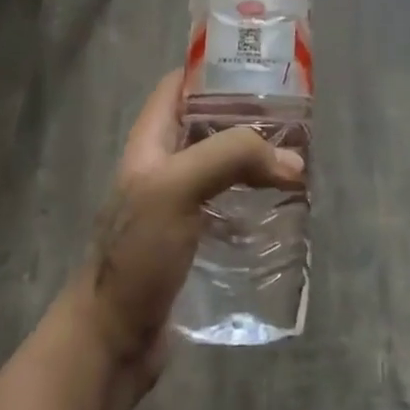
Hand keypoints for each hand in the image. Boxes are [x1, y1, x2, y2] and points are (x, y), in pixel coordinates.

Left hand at [71, 70, 304, 391]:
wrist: (112, 340)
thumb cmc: (137, 252)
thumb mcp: (178, 187)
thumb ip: (232, 157)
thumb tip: (292, 160)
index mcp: (150, 141)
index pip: (179, 86)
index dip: (213, 69)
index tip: (260, 68)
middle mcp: (163, 166)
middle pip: (208, 125)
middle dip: (248, 119)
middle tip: (294, 120)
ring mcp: (177, 205)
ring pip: (223, 167)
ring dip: (257, 162)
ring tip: (298, 162)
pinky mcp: (193, 240)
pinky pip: (230, 207)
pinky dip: (256, 202)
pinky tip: (284, 209)